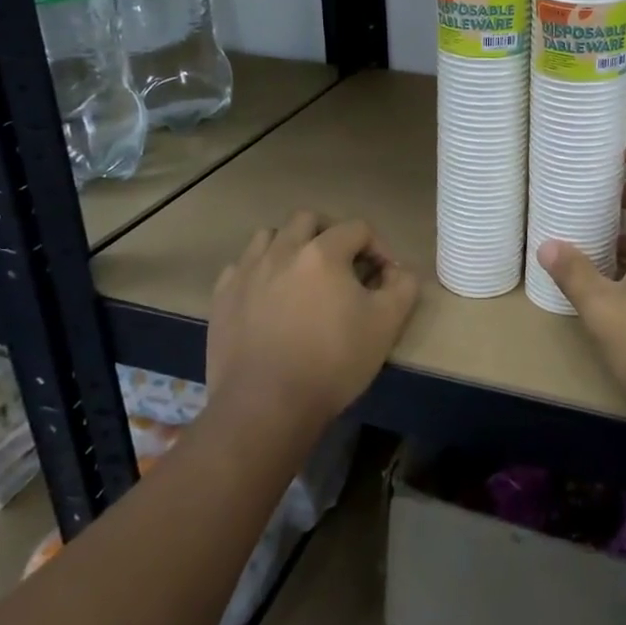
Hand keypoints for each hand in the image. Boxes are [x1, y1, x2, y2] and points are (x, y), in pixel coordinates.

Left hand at [207, 213, 418, 425]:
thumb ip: (403, 287)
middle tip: (343, 265)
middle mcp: (282, 250)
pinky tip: (269, 297)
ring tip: (302, 275)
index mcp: (323, 252)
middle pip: (308, 219)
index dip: (378, 247)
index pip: (358, 228)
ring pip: (270, 236)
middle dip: (331, 234)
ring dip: (291, 245)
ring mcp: (247, 271)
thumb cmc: (333, 362)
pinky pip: (241, 266)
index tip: (384, 278)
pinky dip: (259, 272)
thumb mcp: (387, 324)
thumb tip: (398, 271)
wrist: (266, 405)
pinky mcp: (222, 297)